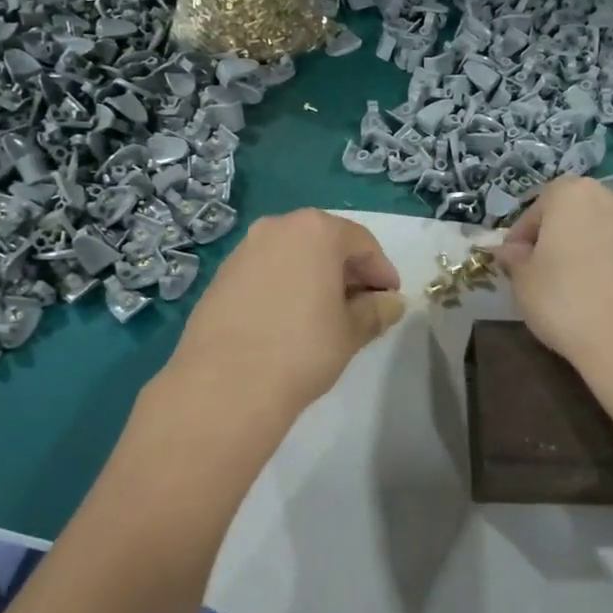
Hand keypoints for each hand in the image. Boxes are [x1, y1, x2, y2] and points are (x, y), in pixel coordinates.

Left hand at [166, 209, 404, 420]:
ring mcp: (243, 250)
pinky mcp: (220, 276)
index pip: (362, 242)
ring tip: (326, 315)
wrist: (225, 384)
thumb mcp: (351, 331)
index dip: (381, 271)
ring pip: (292, 256)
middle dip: (347, 271)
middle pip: (324, 242)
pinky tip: (289, 321)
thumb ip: (376, 311)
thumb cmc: (302, 349)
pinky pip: (265, 272)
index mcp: (315, 230)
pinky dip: (285, 286)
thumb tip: (392, 303)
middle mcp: (277, 228)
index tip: (390, 299)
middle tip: (362, 306)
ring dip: (314, 278)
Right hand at [497, 176, 612, 374]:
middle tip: (544, 275)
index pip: (535, 210)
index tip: (513, 264)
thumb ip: (514, 259)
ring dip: (591, 255)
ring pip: (606, 236)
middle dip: (559, 240)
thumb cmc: (565, 301)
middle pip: (575, 217)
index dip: (520, 238)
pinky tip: (609, 304)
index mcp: (573, 195)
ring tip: (579, 292)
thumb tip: (510, 251)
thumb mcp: (523, 281)